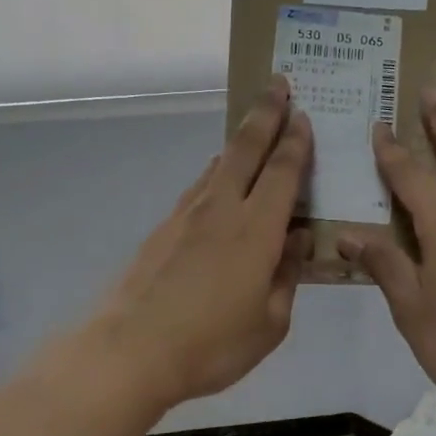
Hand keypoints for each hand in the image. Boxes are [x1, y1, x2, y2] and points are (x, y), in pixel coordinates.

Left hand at [92, 77, 312, 409]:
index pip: (283, 171)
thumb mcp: (271, 322)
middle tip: (279, 83)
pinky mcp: (163, 229)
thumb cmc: (212, 344)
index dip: (296, 140)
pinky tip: (217, 179)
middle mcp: (222, 209)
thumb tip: (299, 240)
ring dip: (239, 140)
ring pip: (218, 164)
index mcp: (257, 229)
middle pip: (246, 148)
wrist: (130, 351)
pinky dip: (215, 172)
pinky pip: (198, 187)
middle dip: (265, 113)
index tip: (304, 112)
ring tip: (253, 127)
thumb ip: (288, 275)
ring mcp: (187, 216)